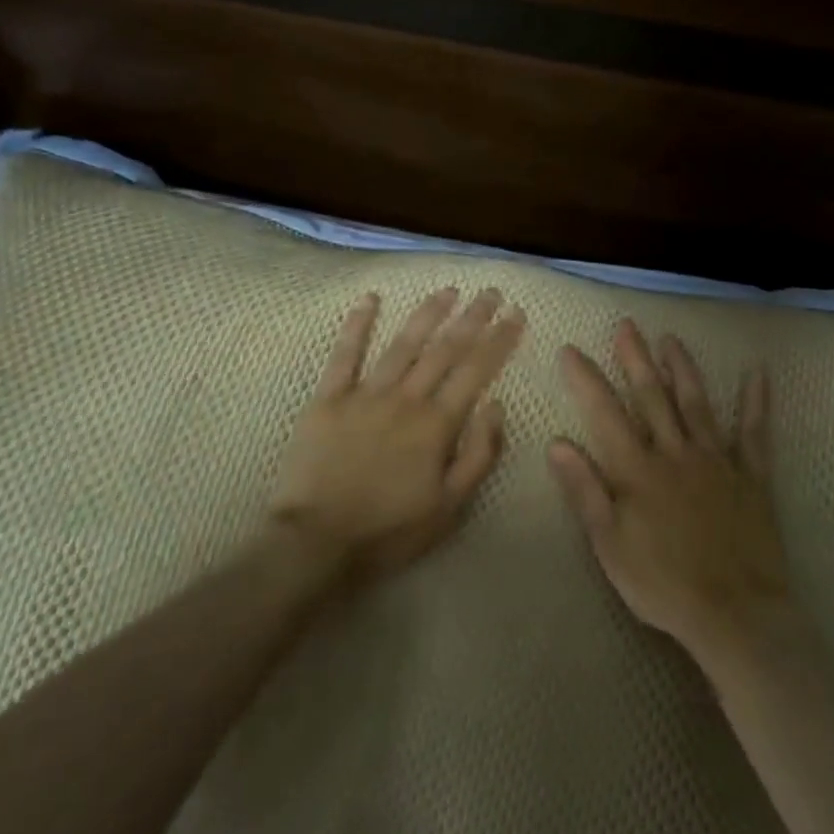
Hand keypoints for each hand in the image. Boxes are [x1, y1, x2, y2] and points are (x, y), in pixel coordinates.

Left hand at [270, 287, 524, 573]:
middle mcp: (405, 398)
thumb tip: (495, 405)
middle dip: (472, 317)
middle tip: (491, 291)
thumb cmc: (391, 530)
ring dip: (428, 313)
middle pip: (445, 349)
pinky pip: (344, 355)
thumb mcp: (451, 506)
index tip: (516, 313)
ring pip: (402, 344)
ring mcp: (364, 395)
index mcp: (437, 424)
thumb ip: (479, 454)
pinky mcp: (327, 399)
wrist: (317, 543)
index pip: (477, 370)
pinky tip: (370, 299)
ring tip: (448, 290)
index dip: (499, 339)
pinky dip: (357, 324)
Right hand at [547, 320, 788, 665]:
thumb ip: (585, 490)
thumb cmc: (661, 584)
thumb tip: (558, 444)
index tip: (571, 349)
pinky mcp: (751, 476)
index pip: (605, 413)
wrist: (734, 613)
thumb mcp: (609, 544)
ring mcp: (717, 461)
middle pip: (652, 396)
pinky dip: (755, 402)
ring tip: (671, 339)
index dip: (586, 379)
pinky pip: (754, 432)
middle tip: (626, 325)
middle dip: (635, 359)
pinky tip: (758, 373)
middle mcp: (675, 453)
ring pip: (696, 403)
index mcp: (637, 470)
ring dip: (682, 369)